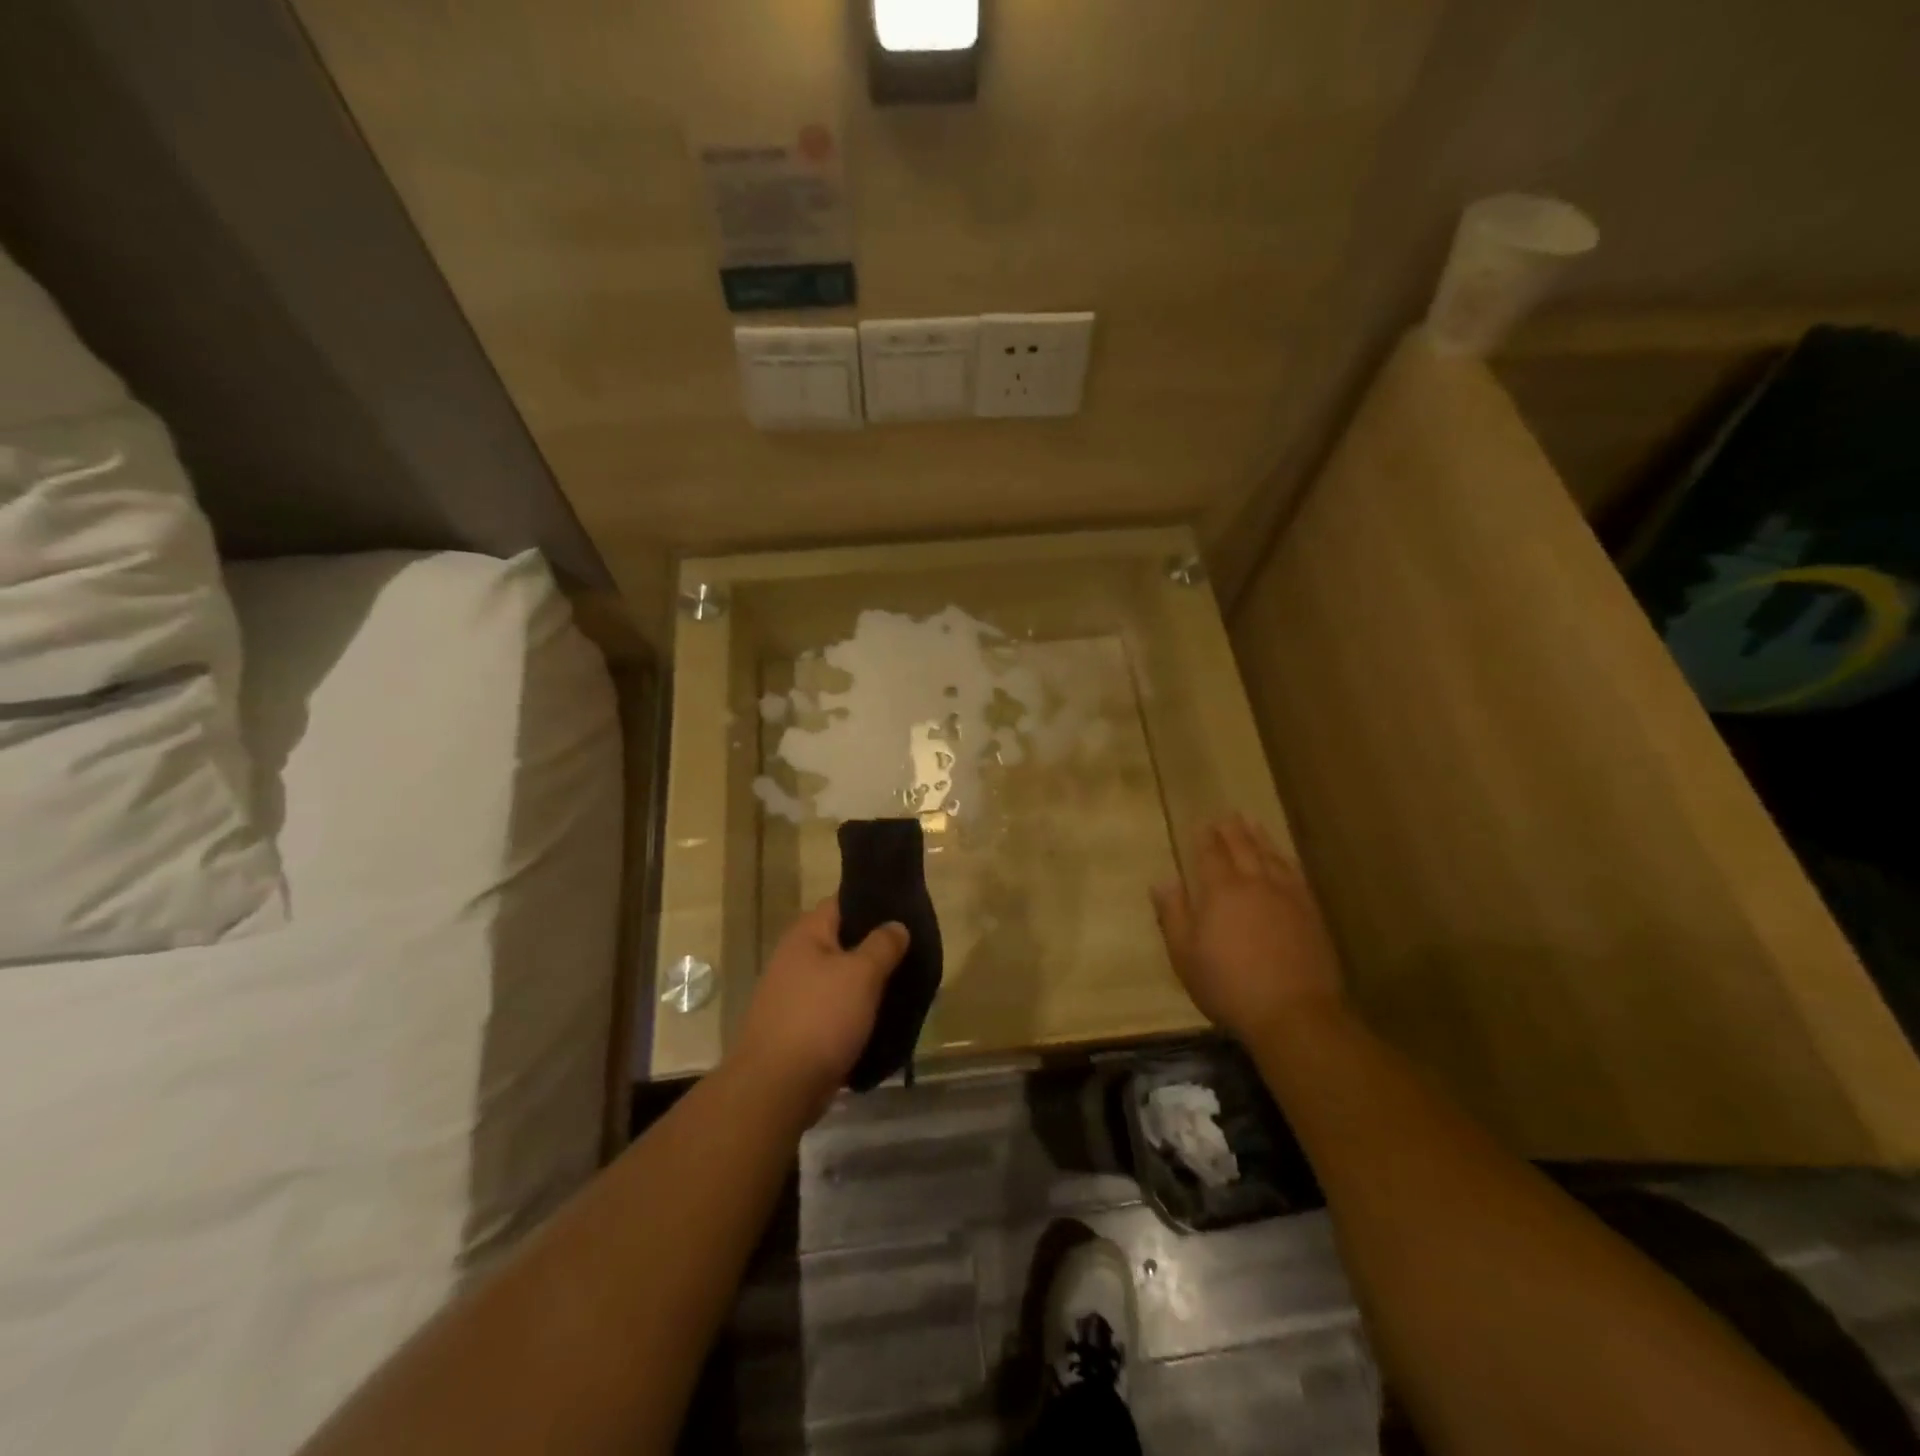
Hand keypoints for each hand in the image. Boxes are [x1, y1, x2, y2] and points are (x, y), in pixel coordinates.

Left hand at [732, 898, 908, 1120]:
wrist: (776, 1088)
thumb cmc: (821, 1018)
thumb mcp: (861, 974)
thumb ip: (883, 945)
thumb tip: (896, 925)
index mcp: (806, 934)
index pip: (842, 902)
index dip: (873, 904)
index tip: (904, 912)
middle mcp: (794, 958)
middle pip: (841, 941)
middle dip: (874, 947)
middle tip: (910, 952)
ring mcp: (792, 994)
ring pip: (838, 979)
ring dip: (866, 984)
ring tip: (902, 986)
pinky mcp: (796, 1027)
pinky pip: (832, 1009)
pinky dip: (854, 1012)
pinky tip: (880, 1020)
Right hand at [1151, 815, 1345, 1043]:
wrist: (1293, 1013)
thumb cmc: (1229, 986)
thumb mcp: (1185, 955)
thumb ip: (1173, 915)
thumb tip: (1163, 881)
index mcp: (1220, 892)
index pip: (1210, 855)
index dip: (1205, 838)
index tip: (1202, 823)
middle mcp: (1255, 884)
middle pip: (1243, 849)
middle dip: (1232, 831)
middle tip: (1227, 814)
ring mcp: (1287, 897)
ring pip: (1271, 856)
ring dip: (1260, 837)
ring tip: (1253, 823)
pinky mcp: (1310, 913)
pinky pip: (1295, 874)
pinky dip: (1285, 859)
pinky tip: (1283, 859)